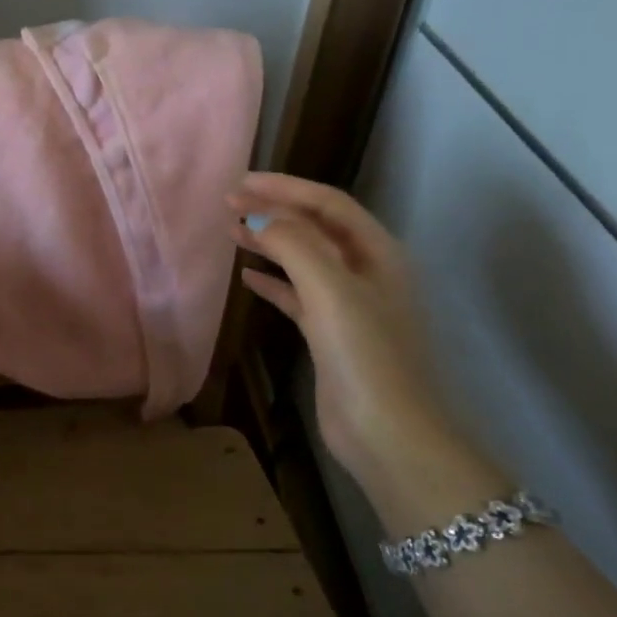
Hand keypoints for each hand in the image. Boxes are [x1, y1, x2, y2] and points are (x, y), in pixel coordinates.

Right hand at [229, 173, 454, 480]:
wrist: (387, 433)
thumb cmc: (364, 354)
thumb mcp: (330, 289)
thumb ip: (294, 244)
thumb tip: (257, 216)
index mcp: (377, 253)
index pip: (327, 204)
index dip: (285, 188)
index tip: (241, 183)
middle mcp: (366, 272)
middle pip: (315, 228)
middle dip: (274, 210)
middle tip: (229, 202)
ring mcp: (349, 305)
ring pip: (304, 260)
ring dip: (270, 242)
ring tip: (232, 232)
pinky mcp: (330, 335)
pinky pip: (297, 296)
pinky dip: (273, 283)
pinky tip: (247, 277)